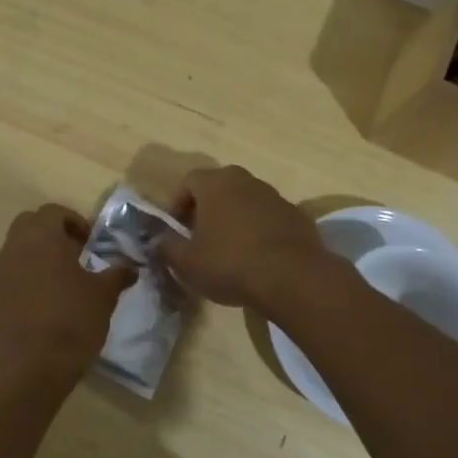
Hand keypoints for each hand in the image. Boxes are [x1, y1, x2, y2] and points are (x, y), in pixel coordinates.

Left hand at [0, 205, 135, 376]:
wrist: (33, 366)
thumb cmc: (74, 321)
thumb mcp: (104, 296)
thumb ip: (117, 274)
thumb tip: (131, 267)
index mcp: (43, 237)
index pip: (53, 212)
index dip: (73, 222)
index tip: (88, 243)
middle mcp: (13, 248)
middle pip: (28, 226)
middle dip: (48, 236)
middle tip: (71, 258)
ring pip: (12, 254)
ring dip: (31, 261)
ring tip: (52, 286)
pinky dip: (13, 286)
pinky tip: (28, 307)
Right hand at [157, 165, 329, 309]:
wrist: (292, 277)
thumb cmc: (230, 263)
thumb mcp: (186, 262)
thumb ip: (167, 247)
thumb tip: (160, 240)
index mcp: (216, 184)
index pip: (189, 180)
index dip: (178, 203)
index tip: (177, 228)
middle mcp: (247, 181)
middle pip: (220, 187)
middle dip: (207, 208)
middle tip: (200, 236)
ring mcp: (276, 197)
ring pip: (246, 201)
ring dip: (235, 218)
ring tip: (230, 250)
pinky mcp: (298, 216)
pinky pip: (270, 218)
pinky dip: (259, 231)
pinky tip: (257, 258)